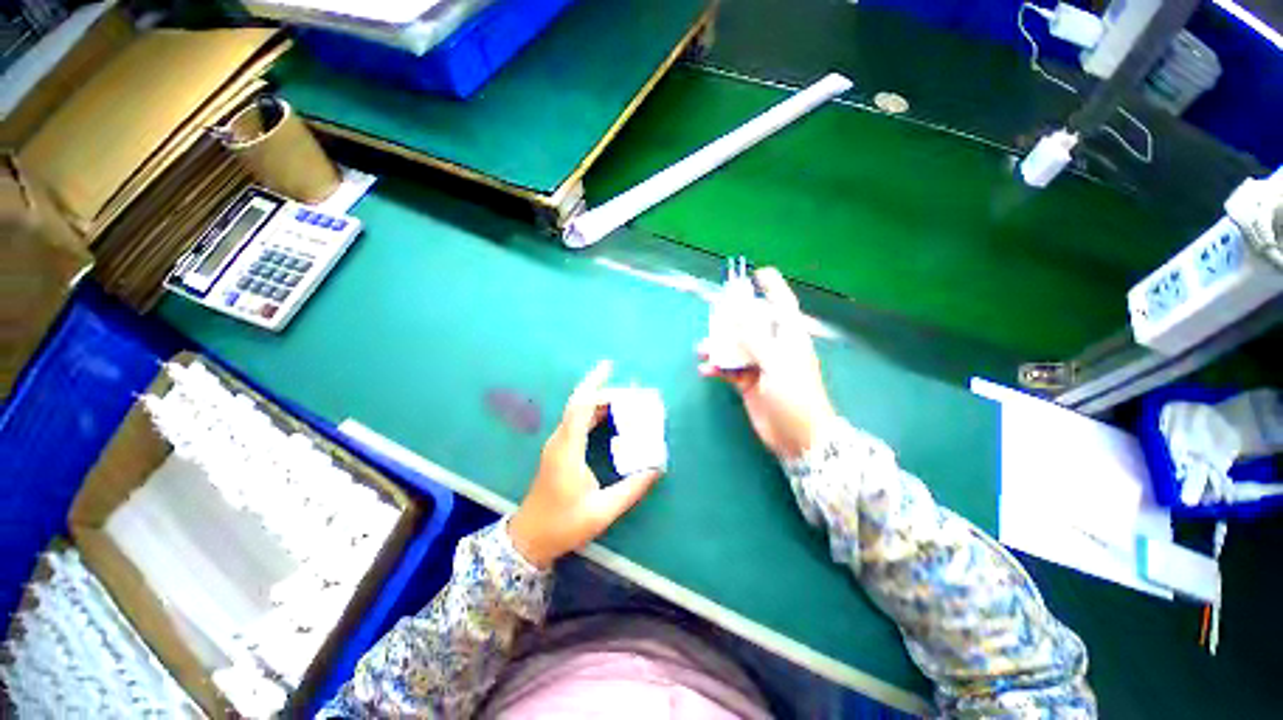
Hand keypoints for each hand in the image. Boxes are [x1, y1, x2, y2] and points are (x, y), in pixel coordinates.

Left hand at [509, 361, 663, 568]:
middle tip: (634, 392)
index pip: (580, 406)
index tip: (609, 365)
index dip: (594, 383)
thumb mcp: (602, 511)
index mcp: (568, 450)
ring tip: (628, 401)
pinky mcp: (559, 449)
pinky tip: (611, 417)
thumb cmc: (563, 525)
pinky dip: (596, 413)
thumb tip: (656, 468)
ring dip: (602, 402)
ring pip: (579, 411)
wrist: (529, 538)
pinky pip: (578, 421)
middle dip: (607, 392)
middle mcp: (560, 440)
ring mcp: (558, 444)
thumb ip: (631, 489)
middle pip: (582, 404)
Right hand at [699, 268, 836, 459]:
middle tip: (713, 318)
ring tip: (701, 350)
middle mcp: (774, 347)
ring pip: (735, 347)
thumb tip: (738, 312)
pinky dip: (716, 368)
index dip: (773, 288)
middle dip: (732, 321)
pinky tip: (706, 370)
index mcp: (790, 338)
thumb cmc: (794, 396)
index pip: (783, 306)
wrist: (797, 438)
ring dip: (718, 347)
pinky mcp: (748, 383)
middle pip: (751, 325)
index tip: (758, 273)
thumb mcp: (776, 363)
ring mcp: (760, 365)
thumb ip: (755, 338)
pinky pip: (728, 368)